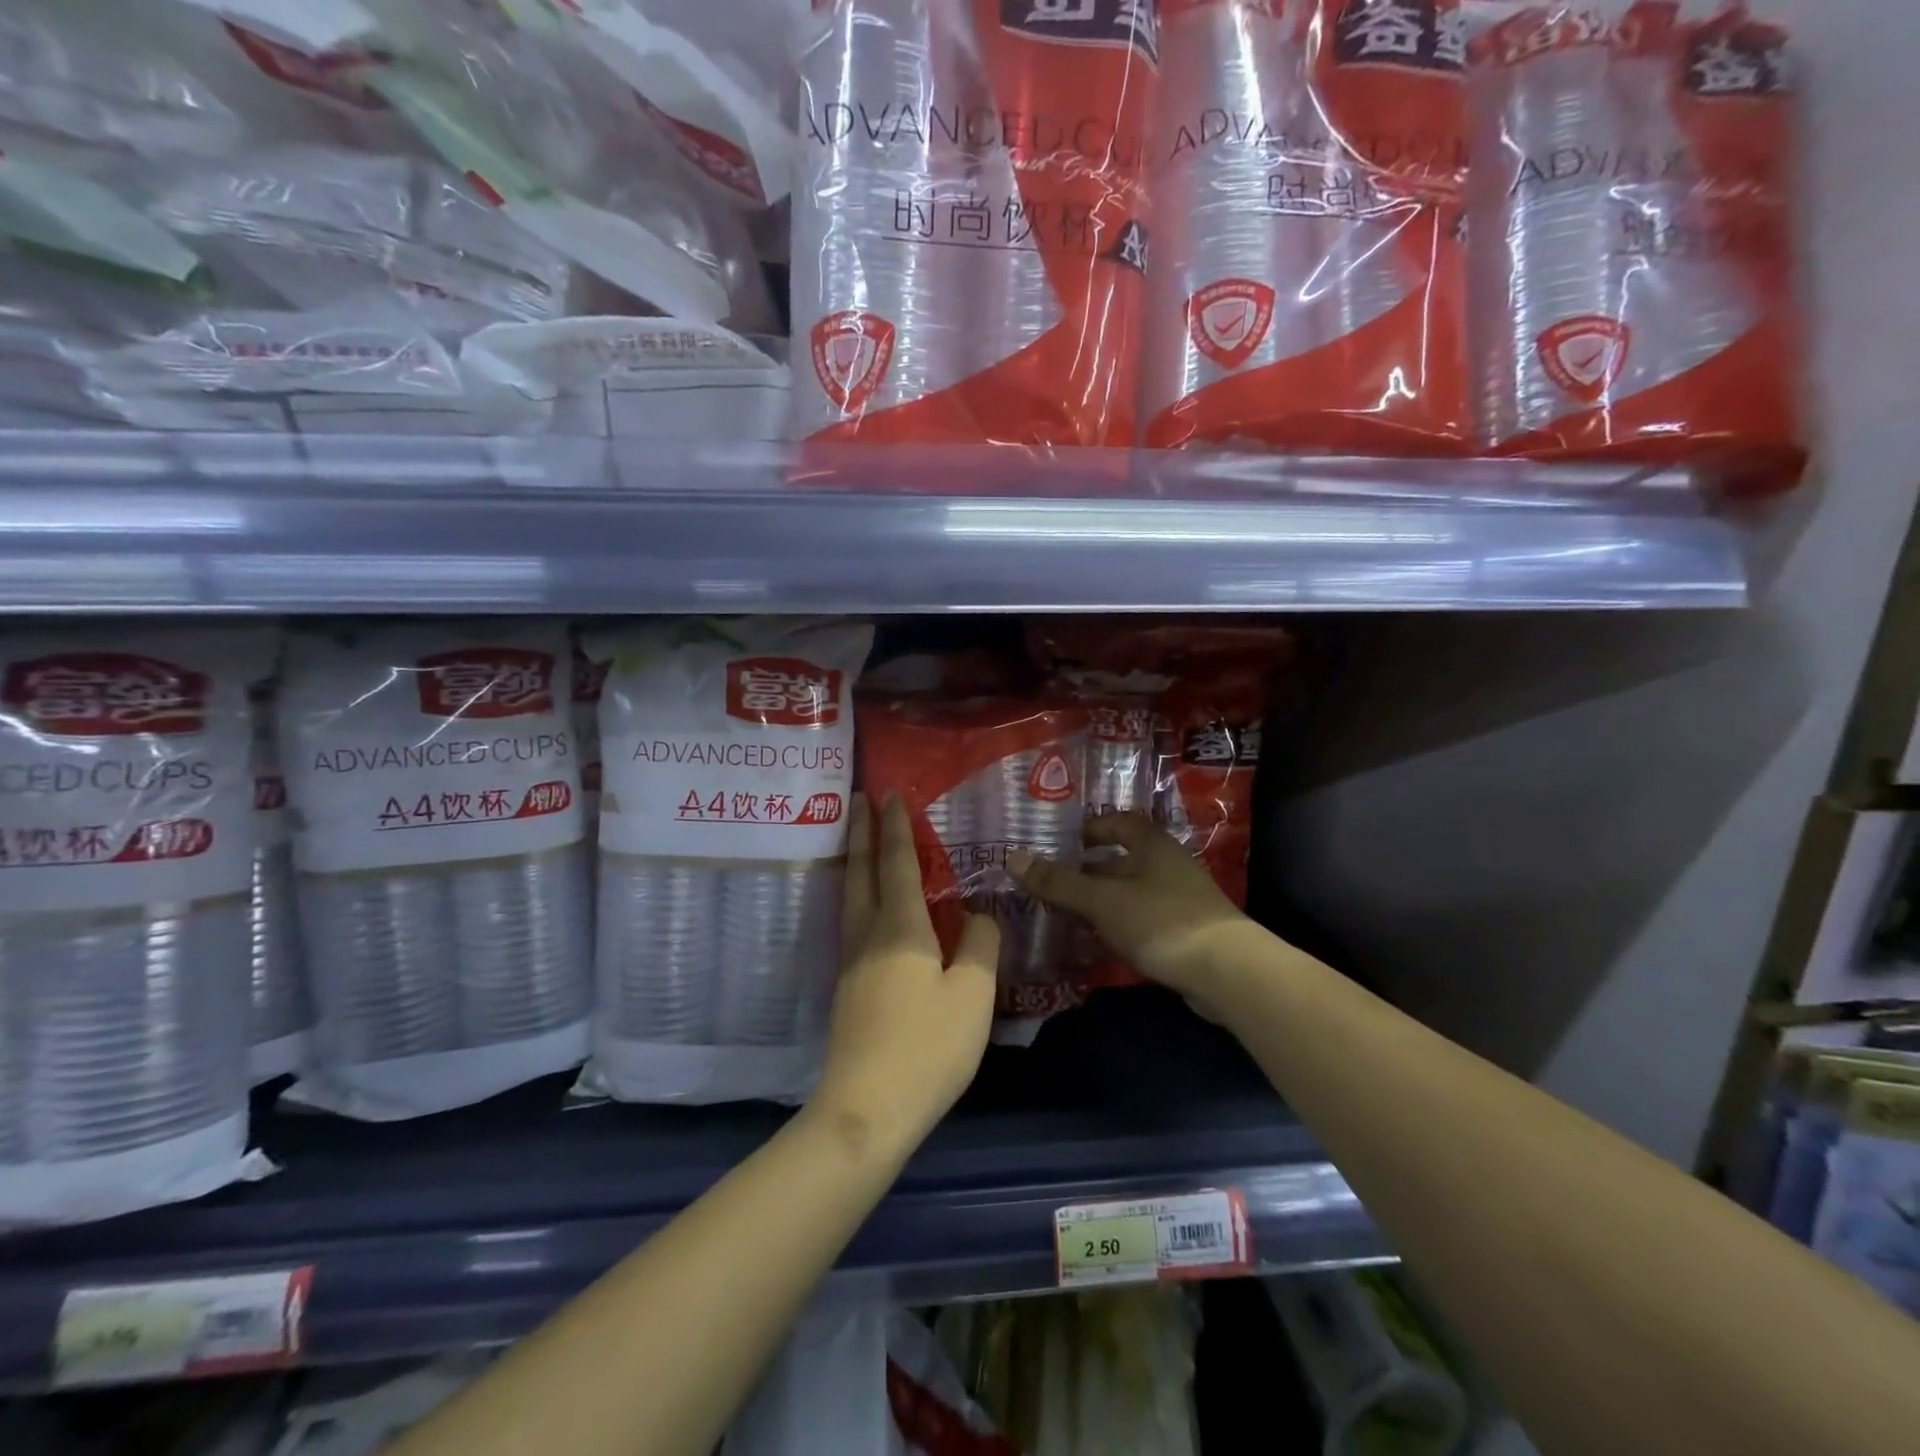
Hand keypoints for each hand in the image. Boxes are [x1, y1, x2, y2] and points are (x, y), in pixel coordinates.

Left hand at [812, 795, 999, 1153]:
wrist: (867, 1109)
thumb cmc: (927, 1046)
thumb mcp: (973, 994)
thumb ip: (981, 945)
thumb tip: (980, 913)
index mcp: (901, 928)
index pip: (898, 863)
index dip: (896, 827)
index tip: (889, 794)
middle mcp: (869, 935)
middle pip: (862, 872)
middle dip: (862, 833)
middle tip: (860, 800)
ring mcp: (852, 962)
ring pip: (852, 897)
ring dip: (856, 862)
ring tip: (861, 843)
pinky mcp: (847, 988)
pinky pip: (853, 923)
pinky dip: (860, 896)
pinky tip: (870, 909)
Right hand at [1009, 812, 1248, 1001]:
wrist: (1226, 972)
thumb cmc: (1160, 921)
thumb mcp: (1102, 900)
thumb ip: (1059, 882)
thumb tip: (1012, 858)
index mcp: (1151, 845)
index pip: (1118, 822)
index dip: (1090, 828)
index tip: (1062, 843)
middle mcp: (1167, 864)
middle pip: (1122, 859)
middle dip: (1088, 871)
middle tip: (1052, 885)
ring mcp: (1180, 899)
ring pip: (1130, 892)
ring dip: (1101, 902)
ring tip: (1065, 916)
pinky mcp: (1186, 931)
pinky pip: (1142, 919)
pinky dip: (1118, 925)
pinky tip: (1097, 943)